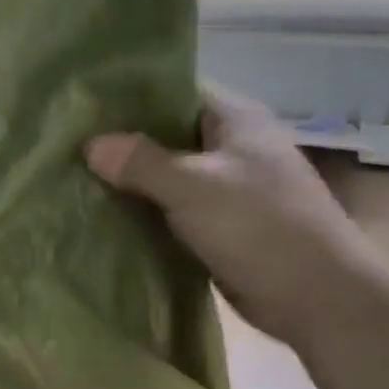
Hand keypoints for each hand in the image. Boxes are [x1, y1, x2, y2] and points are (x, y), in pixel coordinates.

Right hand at [85, 88, 378, 345]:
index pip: (175, 91)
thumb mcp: (194, 187)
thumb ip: (141, 162)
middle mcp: (233, 147)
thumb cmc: (260, 227)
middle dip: (125, 144)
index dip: (130, 97)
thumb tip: (91, 144)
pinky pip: (177, 210)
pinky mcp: (224, 226)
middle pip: (169, 135)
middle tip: (71, 149)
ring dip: (134, 183)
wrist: (318, 298)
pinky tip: (110, 218)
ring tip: (78, 182)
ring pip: (170, 176)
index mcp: (236, 119)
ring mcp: (230, 188)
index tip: (84, 109)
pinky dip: (149, 213)